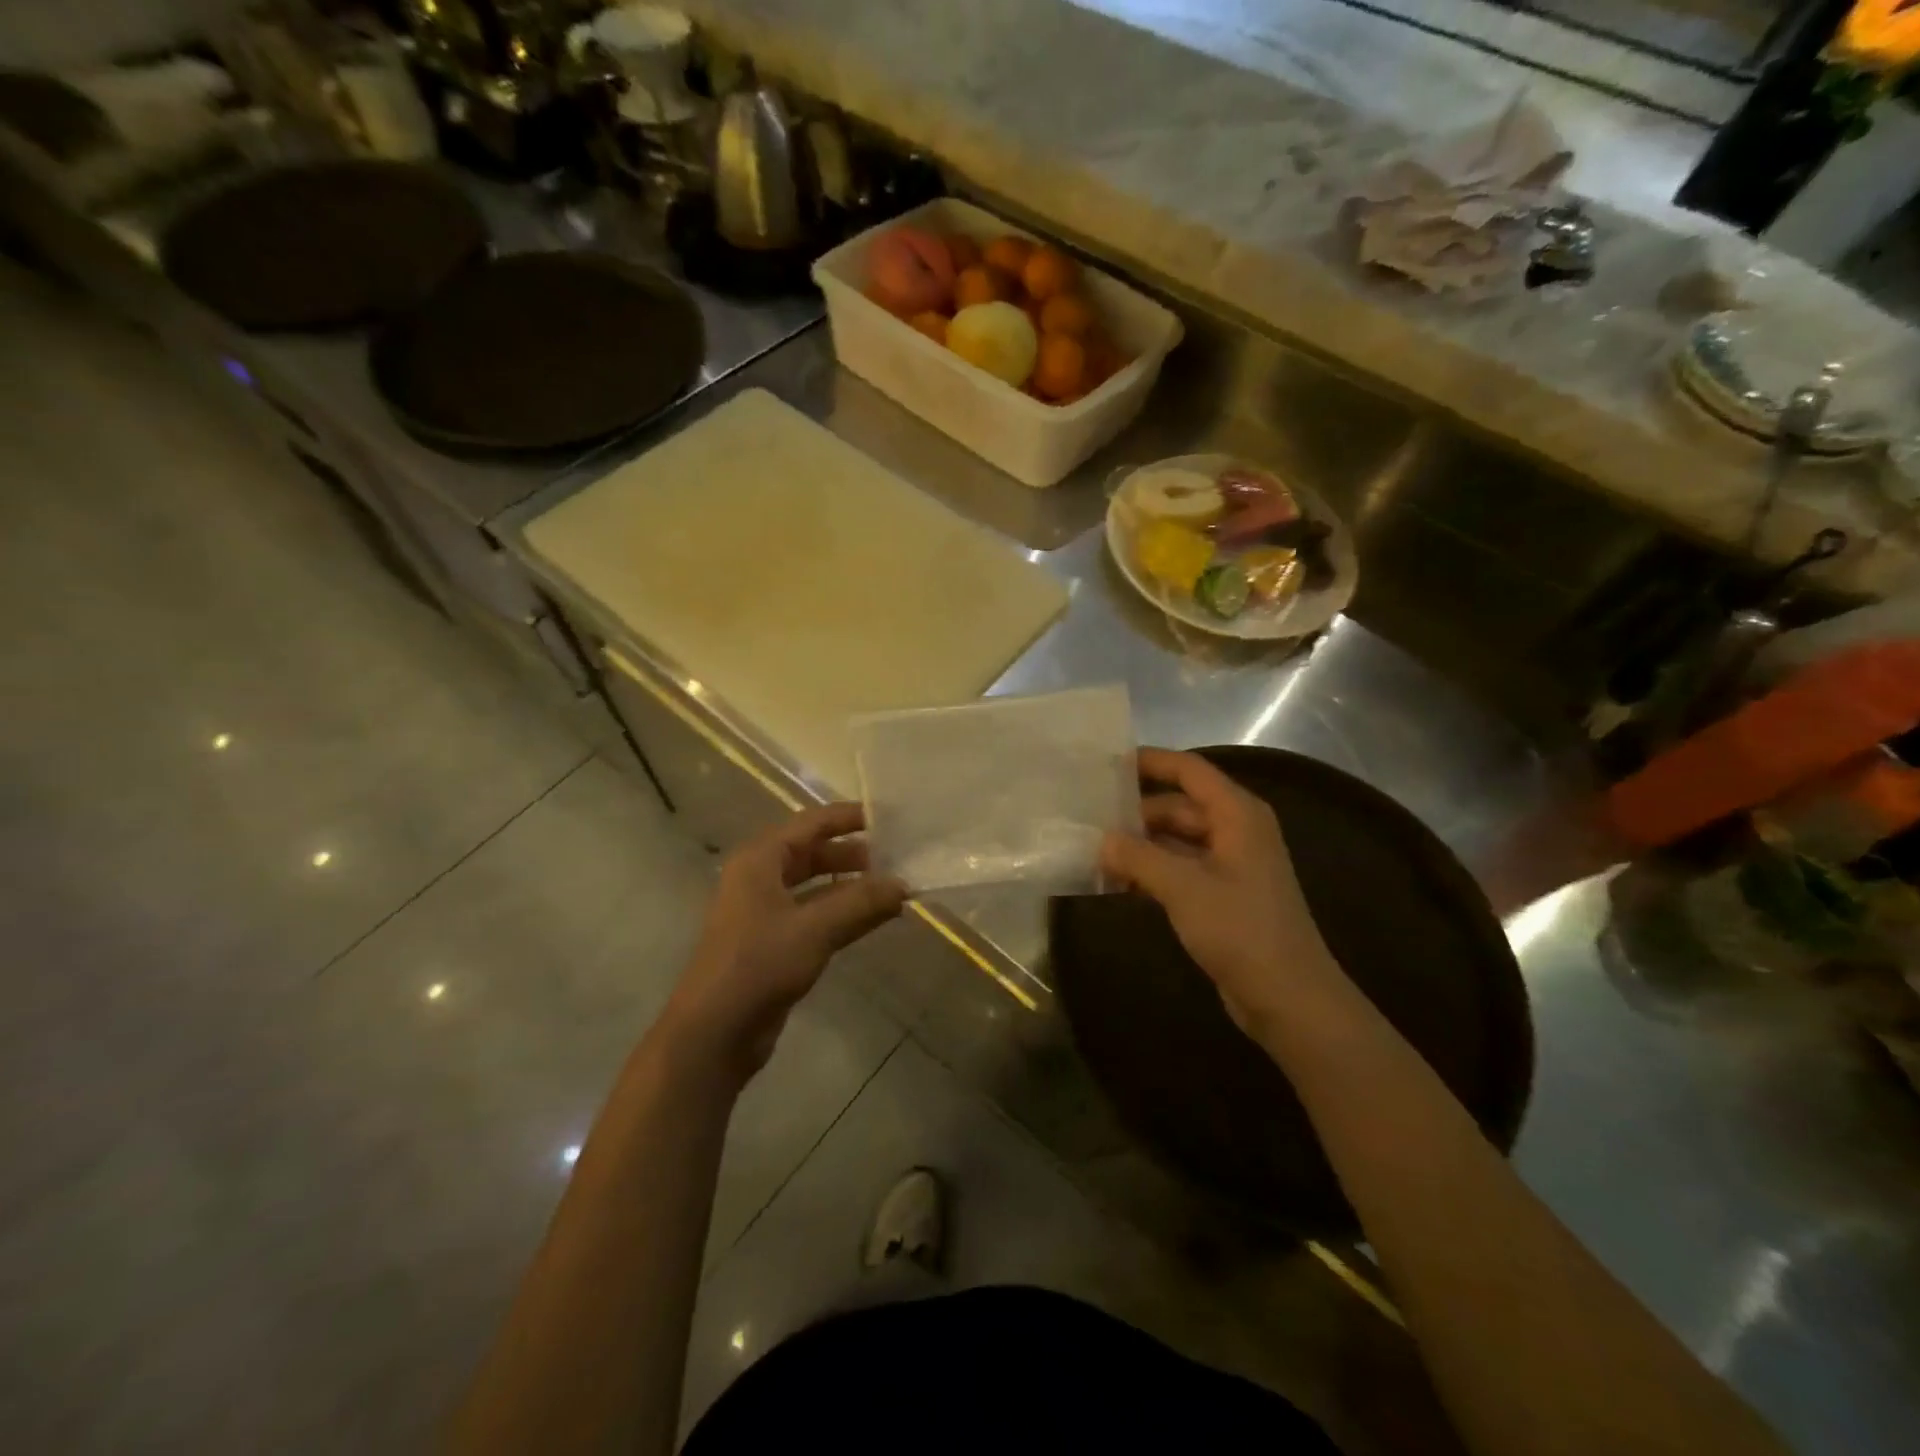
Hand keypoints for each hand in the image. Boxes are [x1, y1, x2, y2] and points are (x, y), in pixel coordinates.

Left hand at [662, 803, 906, 1081]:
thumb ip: (861, 902)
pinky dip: (841, 913)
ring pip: (814, 886)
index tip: (886, 817)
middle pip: (811, 853)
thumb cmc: (759, 965)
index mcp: (760, 860)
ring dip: (849, 886)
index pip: (810, 823)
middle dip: (851, 854)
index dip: (847, 817)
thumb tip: (904, 884)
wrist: (714, 1033)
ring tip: (890, 888)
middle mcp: (759, 878)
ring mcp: (763, 912)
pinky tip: (871, 919)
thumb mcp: (815, 929)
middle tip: (894, 858)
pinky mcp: (772, 943)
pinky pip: (813, 915)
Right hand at [1101, 748, 1348, 1037]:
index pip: (1189, 770)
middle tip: (1087, 816)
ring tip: (1093, 850)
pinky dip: (1151, 870)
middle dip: (1135, 811)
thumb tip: (1101, 839)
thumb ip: (1138, 856)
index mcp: (1237, 814)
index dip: (1150, 761)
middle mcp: (1235, 830)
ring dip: (1139, 845)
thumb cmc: (1241, 930)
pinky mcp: (1221, 895)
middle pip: (1178, 805)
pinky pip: (1179, 868)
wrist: (1289, 998)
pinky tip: (1117, 882)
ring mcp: (1229, 864)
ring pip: (1175, 839)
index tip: (1105, 762)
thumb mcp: (1183, 887)